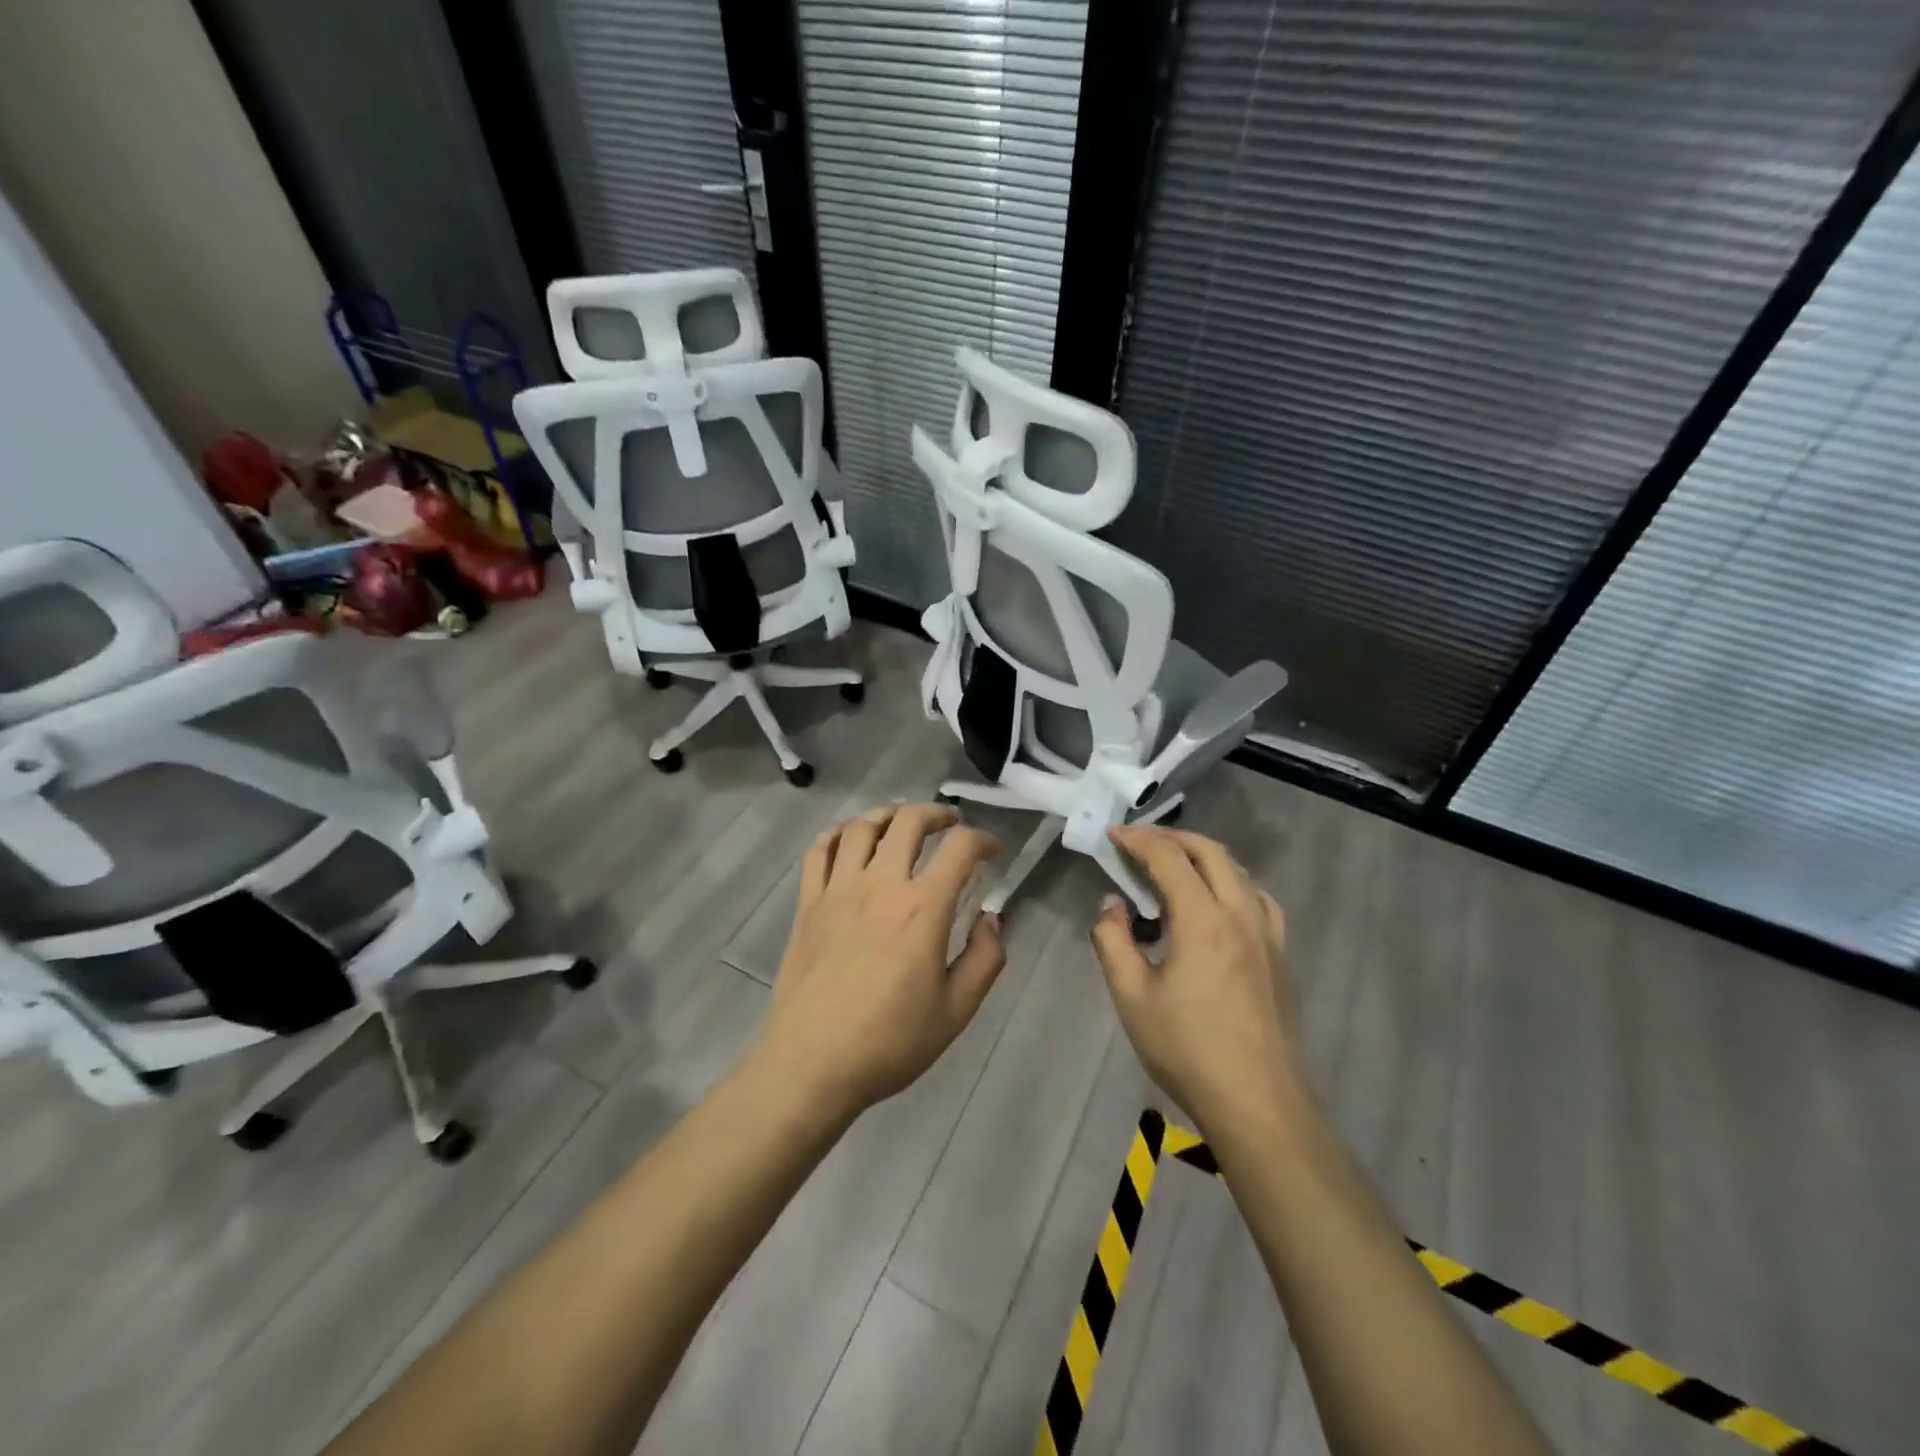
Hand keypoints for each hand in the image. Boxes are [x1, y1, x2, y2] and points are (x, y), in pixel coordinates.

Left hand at [755, 803, 1004, 1123]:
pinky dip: (839, 835)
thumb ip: (984, 960)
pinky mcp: (808, 903)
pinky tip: (850, 842)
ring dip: (888, 815)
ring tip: (901, 823)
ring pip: (862, 826)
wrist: (812, 1064)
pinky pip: (820, 851)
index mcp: (922, 908)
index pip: (960, 849)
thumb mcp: (956, 1011)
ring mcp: (838, 889)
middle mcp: (881, 884)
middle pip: (908, 821)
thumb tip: (992, 920)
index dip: (983, 840)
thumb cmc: (890, 1042)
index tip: (992, 851)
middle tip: (950, 823)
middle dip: (936, 813)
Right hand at [1091, 826, 1307, 1141]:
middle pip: (1210, 852)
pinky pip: (1258, 899)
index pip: (1169, 858)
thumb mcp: (1131, 997)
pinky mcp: (1281, 956)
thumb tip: (1112, 906)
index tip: (1113, 835)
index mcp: (1203, 919)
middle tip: (1141, 843)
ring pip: (1239, 872)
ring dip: (1204, 856)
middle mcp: (1240, 914)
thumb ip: (1114, 942)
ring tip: (1175, 867)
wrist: (1257, 1103)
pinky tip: (1219, 905)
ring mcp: (1268, 935)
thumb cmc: (1187, 1049)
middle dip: (1172, 838)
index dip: (1138, 840)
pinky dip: (1232, 883)